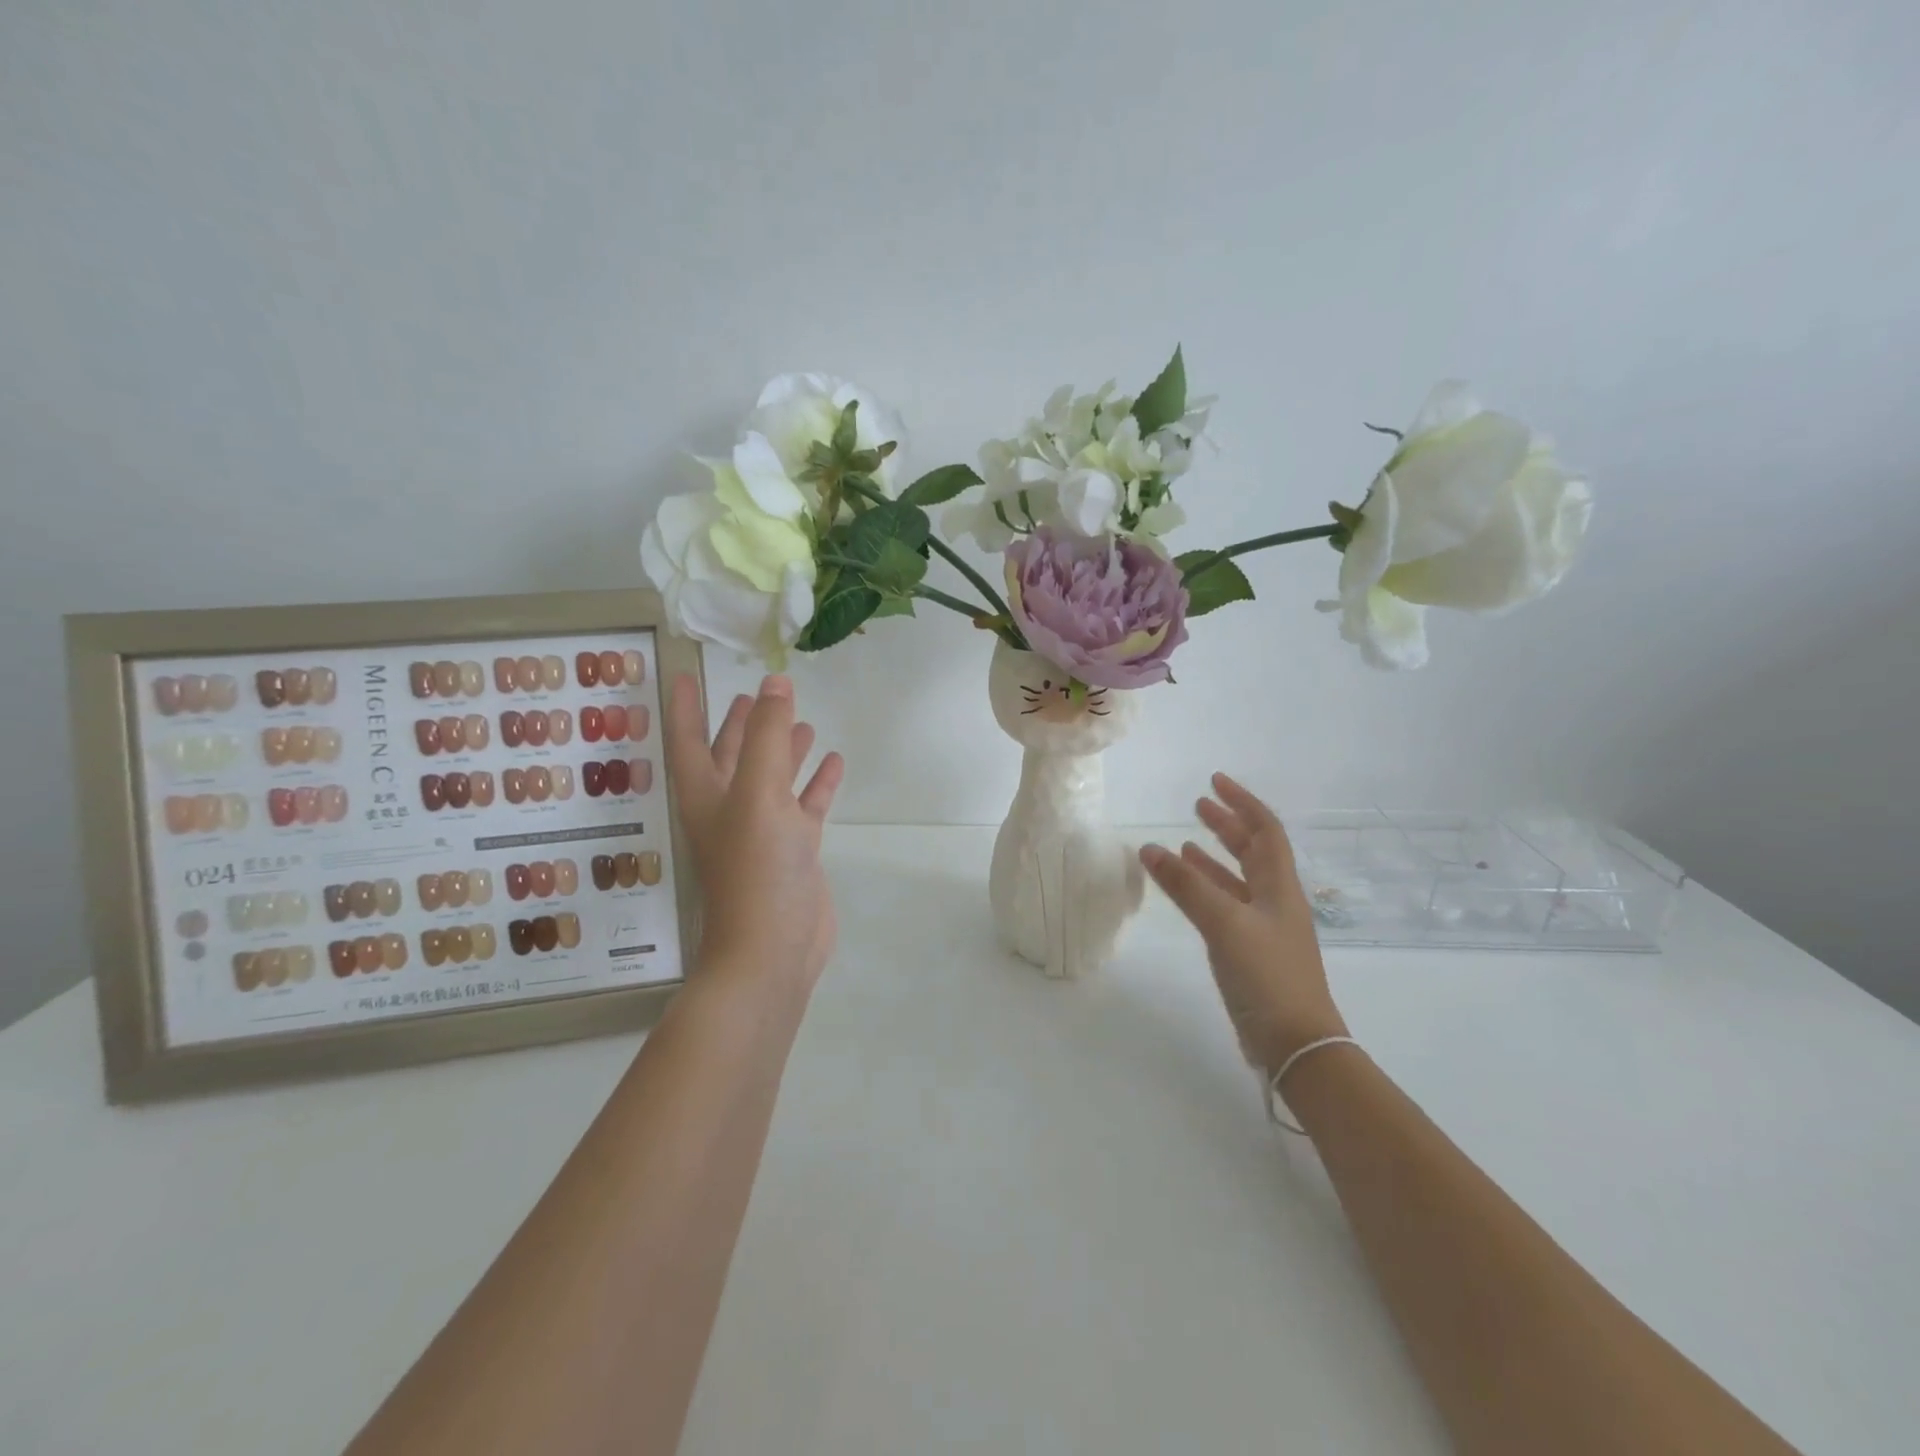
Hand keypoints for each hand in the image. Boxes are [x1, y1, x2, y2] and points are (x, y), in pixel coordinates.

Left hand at [665, 673, 844, 995]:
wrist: (773, 948)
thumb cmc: (755, 868)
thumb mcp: (758, 794)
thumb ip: (768, 737)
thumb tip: (776, 682)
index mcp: (706, 794)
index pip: (688, 739)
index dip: (687, 706)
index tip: (686, 674)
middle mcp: (730, 809)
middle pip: (732, 756)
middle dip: (742, 725)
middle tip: (757, 693)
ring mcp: (764, 830)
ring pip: (772, 779)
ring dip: (784, 750)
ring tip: (802, 722)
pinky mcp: (795, 849)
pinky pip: (805, 805)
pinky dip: (817, 783)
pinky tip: (834, 762)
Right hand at [1139, 773, 1346, 1073]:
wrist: (1296, 1044)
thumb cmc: (1267, 975)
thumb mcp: (1225, 923)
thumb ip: (1186, 885)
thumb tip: (1149, 847)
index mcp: (1279, 886)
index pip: (1265, 830)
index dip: (1242, 802)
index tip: (1215, 782)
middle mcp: (1275, 900)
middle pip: (1253, 851)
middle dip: (1227, 825)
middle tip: (1198, 805)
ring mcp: (1264, 928)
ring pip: (1237, 879)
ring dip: (1213, 857)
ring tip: (1185, 842)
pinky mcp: (1251, 952)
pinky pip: (1225, 906)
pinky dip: (1206, 890)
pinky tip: (1186, 890)